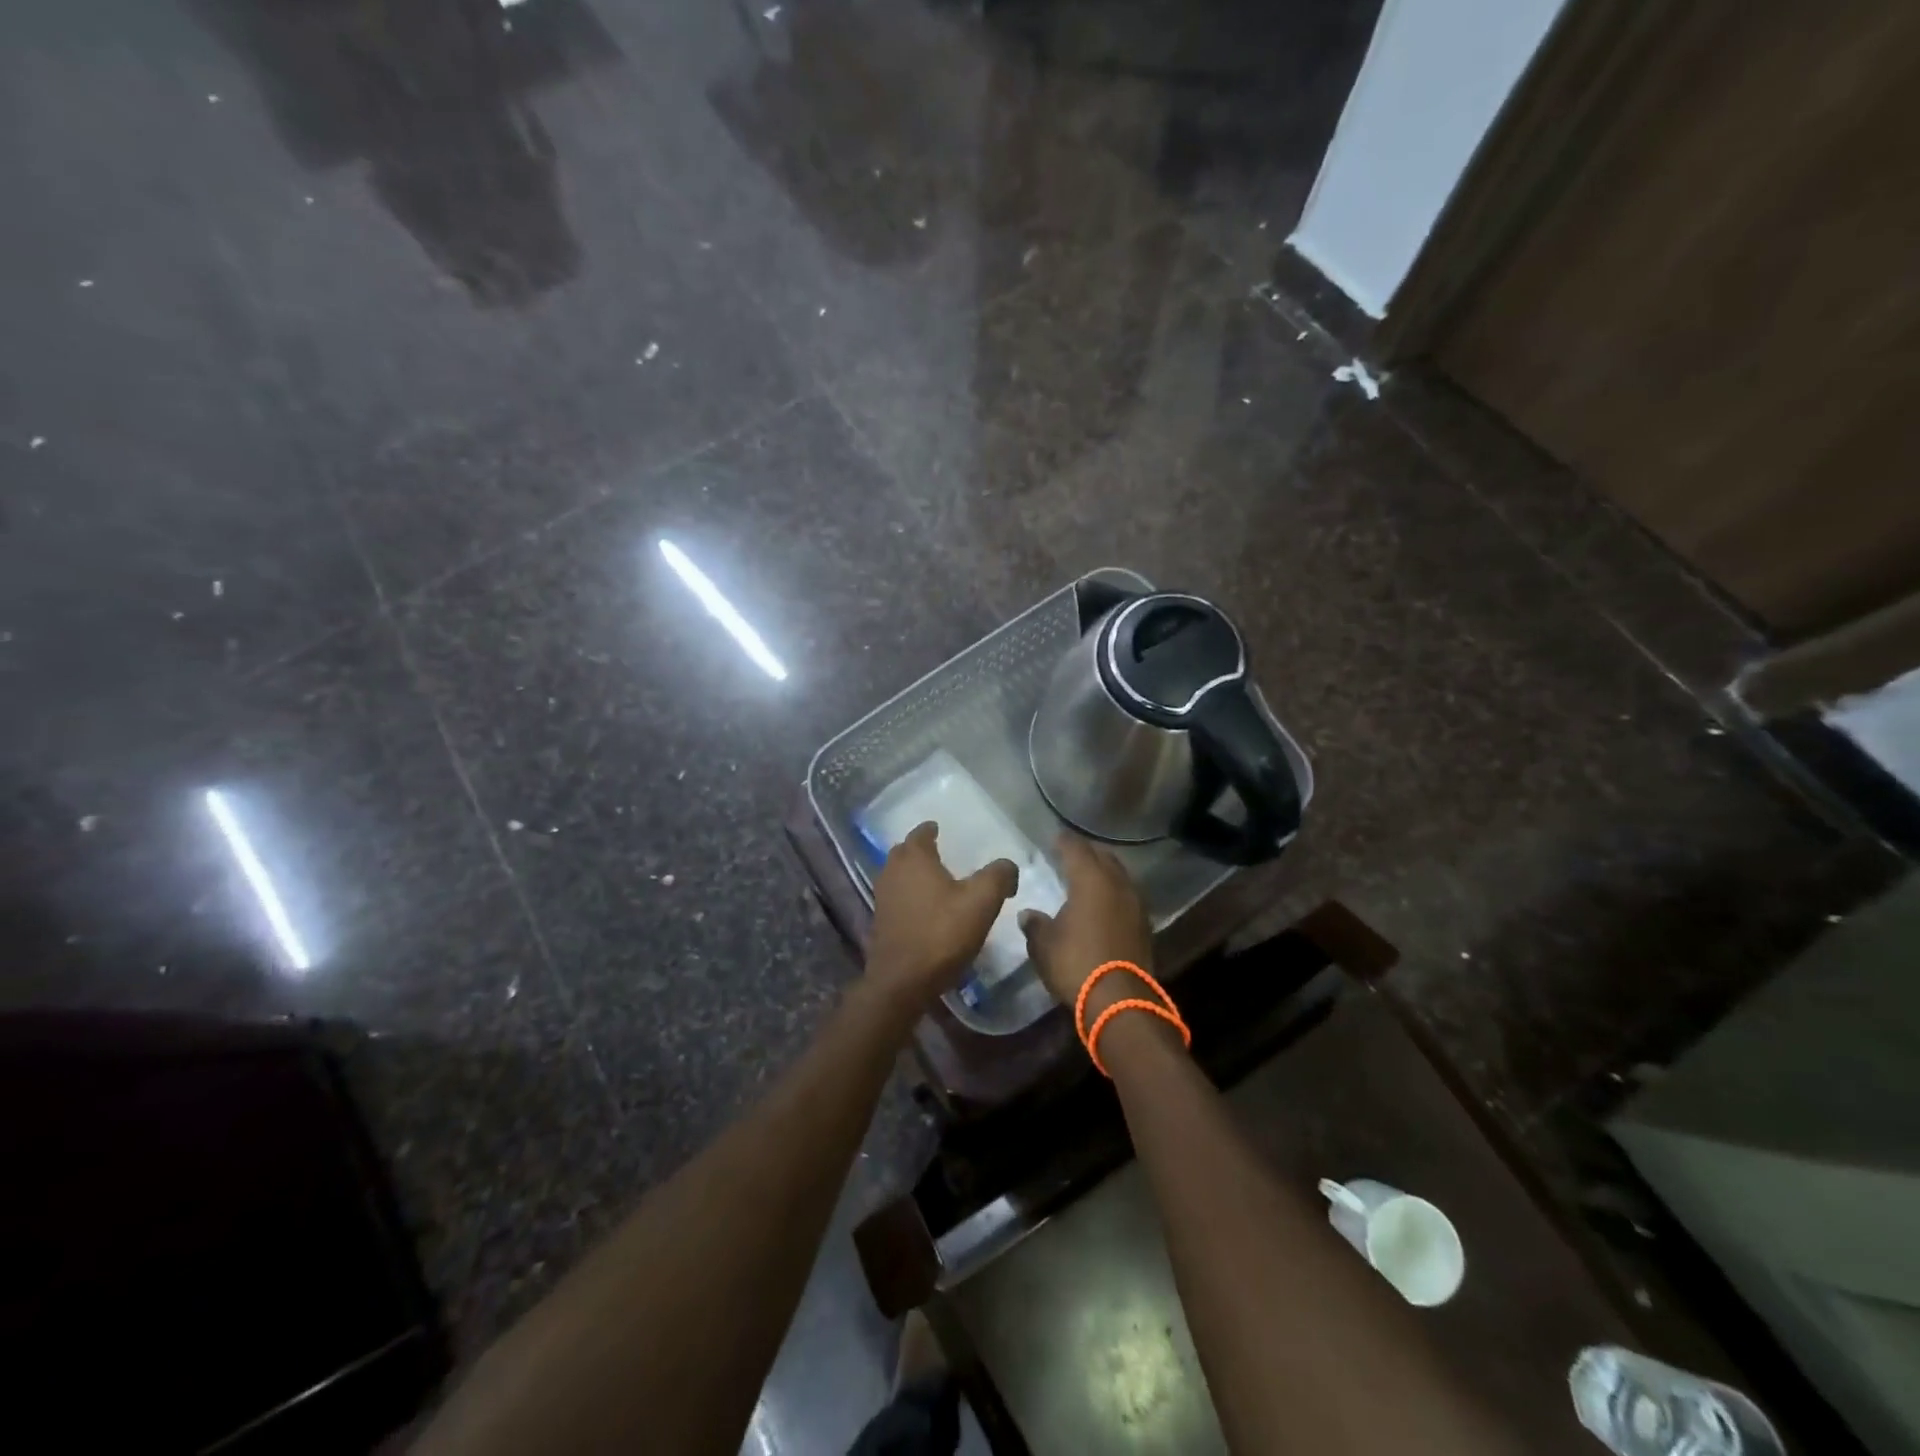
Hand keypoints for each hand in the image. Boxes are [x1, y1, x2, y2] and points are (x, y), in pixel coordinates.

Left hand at [864, 822, 1016, 1016]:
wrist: (902, 982)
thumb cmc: (941, 933)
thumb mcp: (982, 902)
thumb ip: (998, 876)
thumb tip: (1008, 865)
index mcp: (914, 858)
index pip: (920, 833)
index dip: (930, 829)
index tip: (939, 828)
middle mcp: (892, 871)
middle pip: (905, 852)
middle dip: (919, 850)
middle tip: (938, 853)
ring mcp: (882, 898)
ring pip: (898, 876)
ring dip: (913, 875)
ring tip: (935, 881)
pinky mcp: (880, 923)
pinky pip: (897, 898)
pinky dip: (909, 897)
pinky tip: (925, 909)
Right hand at [1019, 835, 1155, 1017]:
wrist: (1121, 1002)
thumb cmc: (1076, 964)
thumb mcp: (1044, 945)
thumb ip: (1035, 925)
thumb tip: (1028, 914)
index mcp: (1090, 879)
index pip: (1075, 848)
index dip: (1063, 841)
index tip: (1054, 838)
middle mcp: (1116, 883)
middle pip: (1103, 856)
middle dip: (1086, 853)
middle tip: (1070, 855)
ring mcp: (1135, 903)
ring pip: (1119, 875)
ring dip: (1103, 872)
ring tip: (1087, 877)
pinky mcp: (1144, 925)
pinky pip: (1127, 896)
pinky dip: (1114, 893)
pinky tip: (1103, 903)